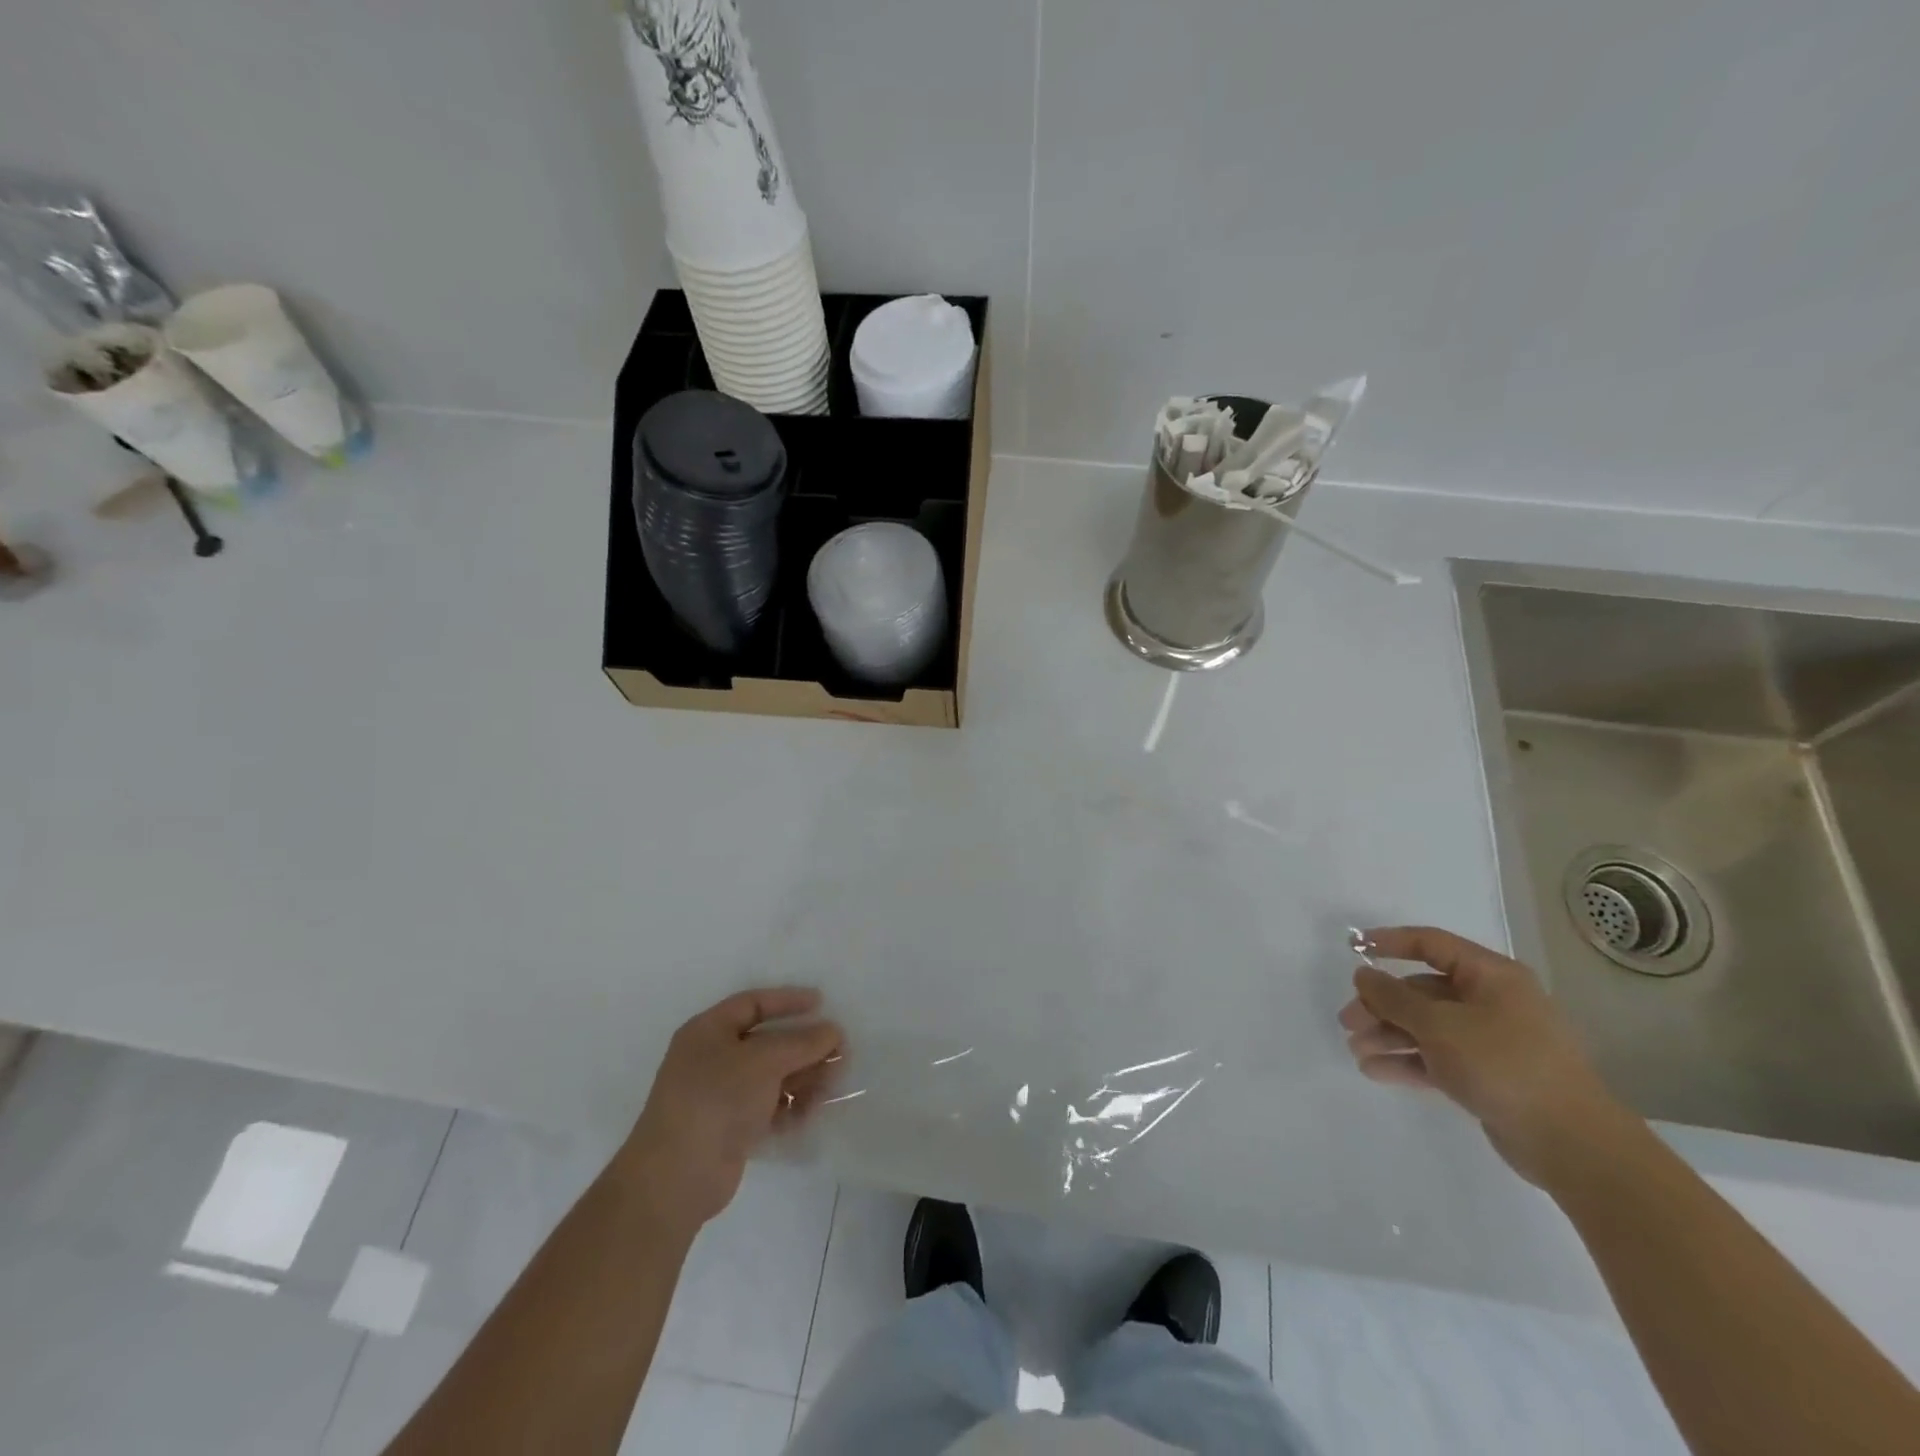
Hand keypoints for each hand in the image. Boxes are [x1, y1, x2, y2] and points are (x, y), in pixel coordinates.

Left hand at [615, 988, 842, 1234]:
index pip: (753, 1004)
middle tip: (839, 1051)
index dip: (787, 1001)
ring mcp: (721, 1096)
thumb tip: (833, 1031)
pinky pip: (768, 1107)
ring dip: (804, 1078)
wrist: (677, 1178)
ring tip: (833, 1085)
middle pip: (767, 1042)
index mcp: (708, 1031)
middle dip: (804, 1046)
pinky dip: (790, 1107)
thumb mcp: (763, 1060)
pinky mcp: (731, 1129)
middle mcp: (712, 1059)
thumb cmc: (716, 1099)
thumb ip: (802, 1042)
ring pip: (772, 1077)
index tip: (821, 1003)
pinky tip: (812, 1112)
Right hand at [1338, 926, 1628, 1185]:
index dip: (1389, 942)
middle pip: (1423, 991)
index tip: (1353, 949)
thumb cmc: (1504, 1064)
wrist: (1572, 1144)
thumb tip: (1363, 975)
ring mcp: (1491, 1041)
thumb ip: (1394, 997)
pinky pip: (1438, 1058)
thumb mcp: (1439, 1025)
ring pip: (1427, 1027)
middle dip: (1381, 1004)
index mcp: (1491, 976)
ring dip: (1389, 1035)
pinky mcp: (1488, 1076)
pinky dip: (1407, 1061)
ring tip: (1356, 1050)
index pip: (1431, 944)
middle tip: (1348, 1022)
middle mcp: (1492, 1002)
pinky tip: (1374, 1071)